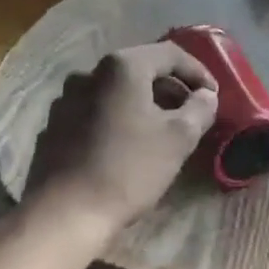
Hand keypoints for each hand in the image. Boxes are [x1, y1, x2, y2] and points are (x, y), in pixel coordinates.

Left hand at [25, 42, 218, 238]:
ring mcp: (66, 99)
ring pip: (116, 91)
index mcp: (122, 67)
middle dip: (171, 88)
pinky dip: (118, 118)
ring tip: (161, 129)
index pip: (170, 54)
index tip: (214, 96)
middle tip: (192, 112)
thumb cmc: (129, 169)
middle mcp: (89, 73)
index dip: (198, 72)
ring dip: (144, 103)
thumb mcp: (179, 138)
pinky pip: (96, 111)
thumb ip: (200, 108)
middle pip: (141, 69)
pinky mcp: (54, 125)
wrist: (65, 214)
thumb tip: (206, 95)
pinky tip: (127, 144)